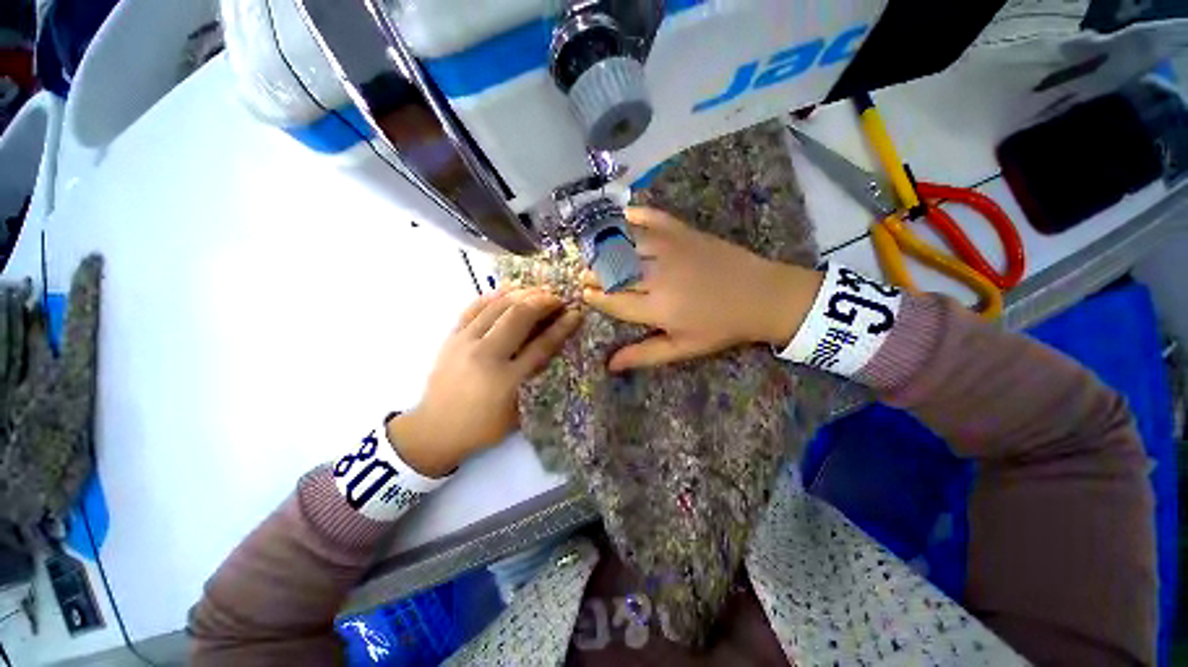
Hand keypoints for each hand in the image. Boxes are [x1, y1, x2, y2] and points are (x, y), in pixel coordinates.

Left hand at [389, 288, 581, 476]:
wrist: (435, 430)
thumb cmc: (482, 426)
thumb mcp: (517, 412)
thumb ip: (534, 379)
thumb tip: (550, 346)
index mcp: (506, 379)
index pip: (541, 345)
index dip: (561, 327)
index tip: (575, 313)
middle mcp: (486, 355)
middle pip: (518, 316)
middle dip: (542, 301)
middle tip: (557, 298)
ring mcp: (465, 342)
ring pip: (497, 306)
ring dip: (521, 294)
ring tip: (538, 290)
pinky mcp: (451, 337)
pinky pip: (474, 307)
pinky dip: (493, 296)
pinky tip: (507, 291)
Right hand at [582, 208, 822, 371]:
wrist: (762, 296)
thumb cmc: (720, 327)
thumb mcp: (682, 349)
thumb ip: (645, 355)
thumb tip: (610, 365)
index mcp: (657, 308)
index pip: (613, 301)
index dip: (595, 297)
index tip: (584, 294)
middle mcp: (657, 276)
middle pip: (613, 272)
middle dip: (593, 273)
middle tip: (584, 274)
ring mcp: (669, 249)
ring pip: (624, 244)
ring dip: (603, 246)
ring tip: (593, 250)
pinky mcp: (683, 232)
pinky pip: (650, 218)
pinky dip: (633, 215)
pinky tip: (621, 217)